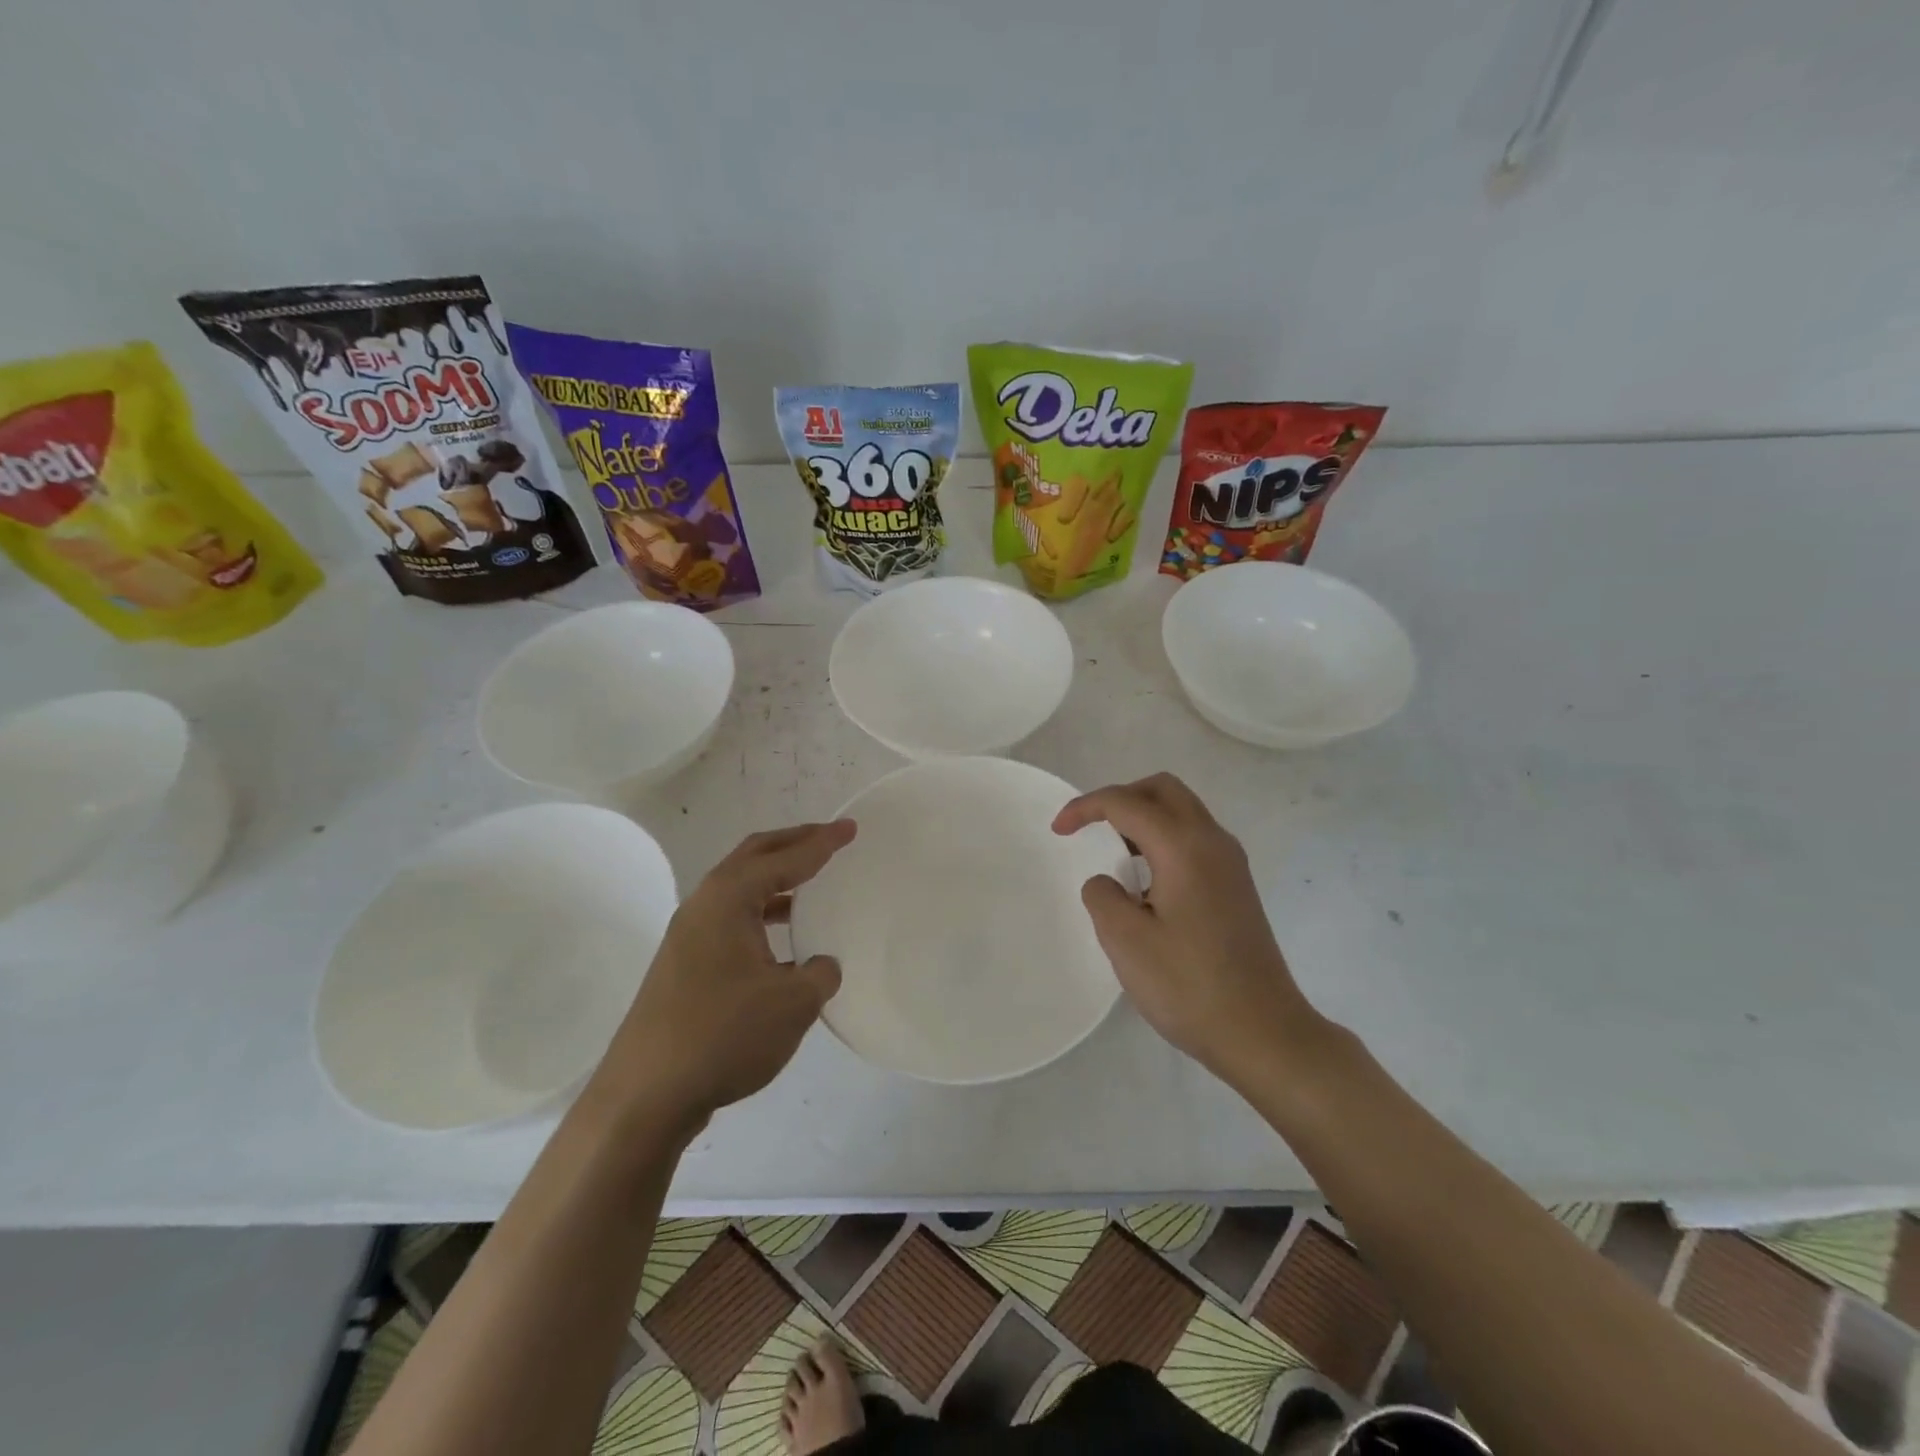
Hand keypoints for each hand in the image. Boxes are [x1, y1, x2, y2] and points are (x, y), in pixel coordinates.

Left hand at [594, 820, 856, 1129]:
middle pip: (753, 858)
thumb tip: (820, 965)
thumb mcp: (792, 1003)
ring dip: (776, 881)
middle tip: (828, 839)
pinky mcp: (685, 967)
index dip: (821, 842)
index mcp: (728, 900)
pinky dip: (762, 915)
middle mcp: (703, 907)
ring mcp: (689, 938)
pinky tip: (784, 944)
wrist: (645, 1097)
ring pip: (740, 891)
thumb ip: (820, 974)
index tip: (851, 828)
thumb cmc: (723, 1035)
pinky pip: (732, 921)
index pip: (784, 858)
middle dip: (793, 844)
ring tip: (811, 884)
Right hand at [1052, 773, 1319, 1089]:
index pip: (1126, 803)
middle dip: (1121, 798)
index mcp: (1184, 847)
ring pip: (1183, 812)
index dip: (1085, 808)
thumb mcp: (1126, 941)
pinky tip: (1146, 883)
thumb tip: (1108, 882)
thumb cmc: (1190, 986)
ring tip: (1114, 856)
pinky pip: (1194, 839)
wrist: (1264, 1033)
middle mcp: (1213, 842)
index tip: (1058, 831)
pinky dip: (1163, 840)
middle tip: (1090, 828)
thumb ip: (1103, 896)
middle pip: (1163, 790)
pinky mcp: (1237, 886)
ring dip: (1144, 818)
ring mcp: (1231, 863)